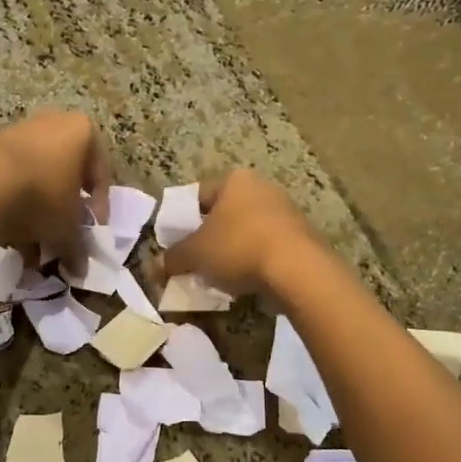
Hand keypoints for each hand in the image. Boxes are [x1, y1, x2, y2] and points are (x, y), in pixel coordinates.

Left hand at [0, 111, 111, 262]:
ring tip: (34, 248)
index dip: (98, 211)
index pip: (100, 176)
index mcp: (82, 132)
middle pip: (66, 177)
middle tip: (62, 241)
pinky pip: (11, 180)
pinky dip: (14, 207)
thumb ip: (77, 247)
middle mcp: (53, 123)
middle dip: (64, 214)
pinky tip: (11, 238)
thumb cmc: (41, 196)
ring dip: (39, 214)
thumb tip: (80, 270)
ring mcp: (19, 132)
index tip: (90, 236)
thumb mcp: (67, 227)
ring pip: (38, 180)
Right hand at [157, 170, 325, 300]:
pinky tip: (247, 281)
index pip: (199, 195)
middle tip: (196, 260)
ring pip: (248, 230)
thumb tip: (157, 266)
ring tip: (220, 276)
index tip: (176, 242)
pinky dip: (256, 260)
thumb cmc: (238, 247)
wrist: (298, 269)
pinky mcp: (303, 236)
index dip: (183, 219)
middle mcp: (262, 187)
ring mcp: (286, 210)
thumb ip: (174, 257)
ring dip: (234, 250)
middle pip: (226, 212)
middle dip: (210, 236)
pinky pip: (268, 246)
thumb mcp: (195, 254)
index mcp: (235, 180)